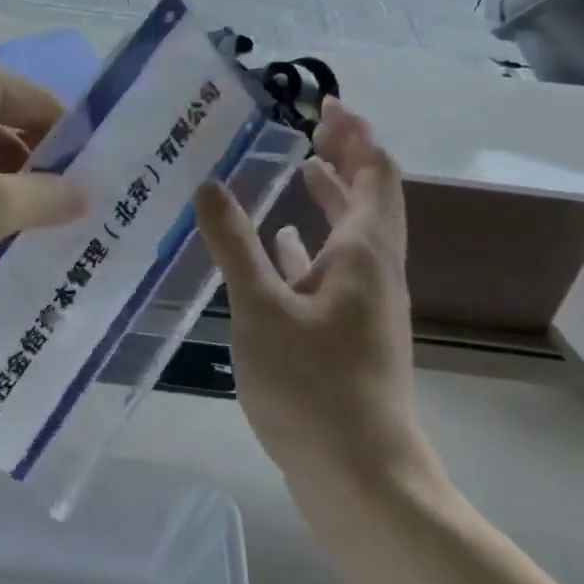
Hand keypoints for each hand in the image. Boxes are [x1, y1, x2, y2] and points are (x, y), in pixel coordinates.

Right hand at [193, 97, 436, 492]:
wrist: (361, 480)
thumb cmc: (313, 387)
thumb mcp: (260, 308)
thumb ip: (234, 243)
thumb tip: (209, 183)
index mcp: (363, 254)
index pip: (374, 174)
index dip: (355, 135)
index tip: (326, 103)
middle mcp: (373, 271)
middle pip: (368, 197)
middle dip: (344, 156)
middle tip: (308, 124)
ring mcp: (363, 305)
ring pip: (351, 233)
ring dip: (329, 196)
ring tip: (295, 168)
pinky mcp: (348, 333)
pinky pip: (331, 268)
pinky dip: (309, 243)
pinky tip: (279, 244)